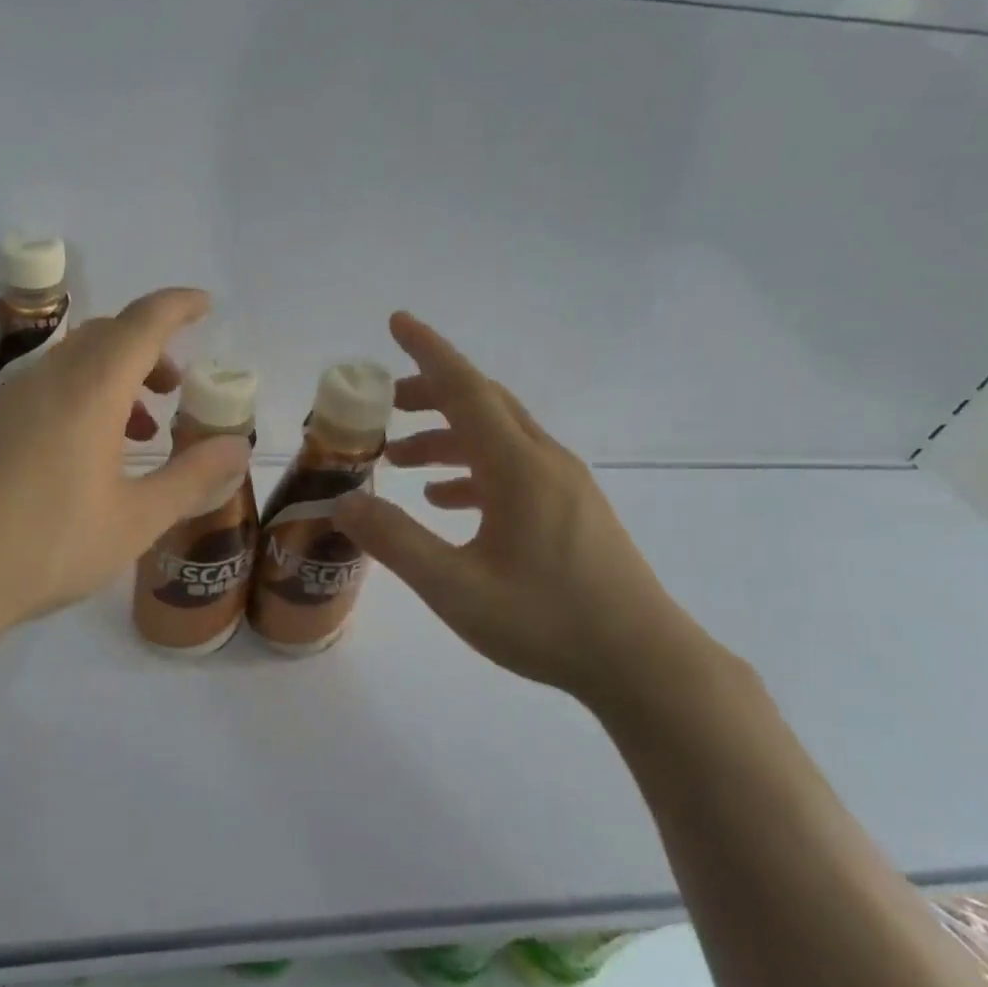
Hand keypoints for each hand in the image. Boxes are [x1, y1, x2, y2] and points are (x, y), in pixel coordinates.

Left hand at [0, 288, 253, 650]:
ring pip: (73, 360)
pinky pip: (45, 385)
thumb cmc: (47, 547)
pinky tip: (85, 452)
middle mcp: (46, 378)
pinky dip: (81, 394)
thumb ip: (192, 478)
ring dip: (115, 375)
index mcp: (90, 391)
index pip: (142, 323)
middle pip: (106, 335)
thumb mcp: (135, 520)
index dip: (178, 306)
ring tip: (139, 428)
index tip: (205, 304)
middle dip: (149, 348)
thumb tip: (238, 446)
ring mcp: (8, 398)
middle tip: (176, 387)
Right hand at [332, 313, 712, 709]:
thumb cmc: (547, 622)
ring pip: (498, 437)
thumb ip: (395, 541)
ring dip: (447, 437)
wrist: (644, 664)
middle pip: (482, 404)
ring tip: (402, 462)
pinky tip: (448, 502)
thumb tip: (343, 503)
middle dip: (430, 395)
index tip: (398, 322)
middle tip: (384, 408)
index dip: (429, 352)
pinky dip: (474, 470)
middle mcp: (544, 462)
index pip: (466, 389)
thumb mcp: (455, 588)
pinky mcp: (573, 510)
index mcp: (518, 467)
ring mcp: (564, 485)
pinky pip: (515, 468)